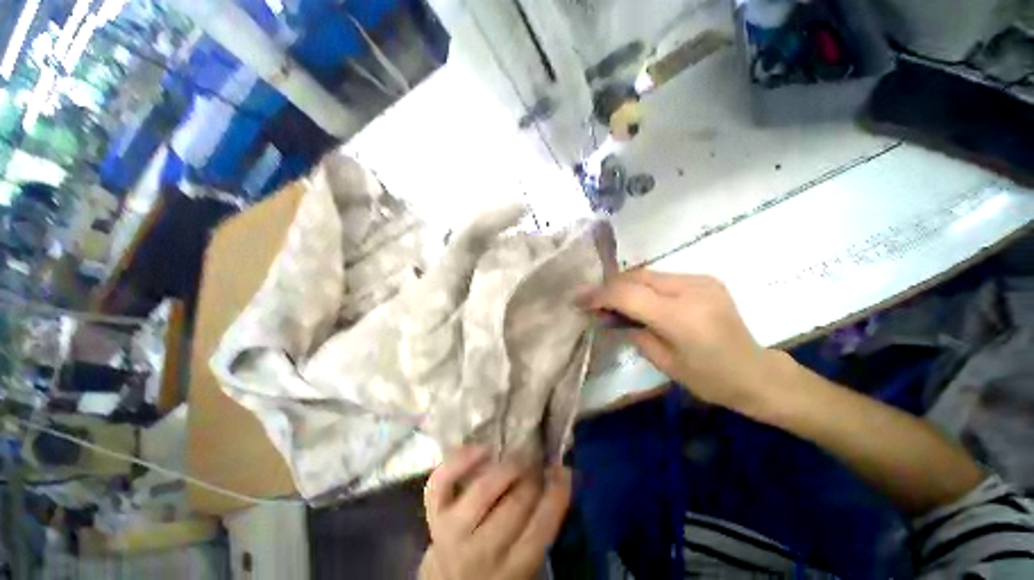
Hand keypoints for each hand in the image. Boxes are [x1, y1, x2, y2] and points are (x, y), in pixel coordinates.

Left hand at [420, 447, 571, 579]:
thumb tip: (561, 475)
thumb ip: (541, 523)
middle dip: (532, 478)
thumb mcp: (524, 557)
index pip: (541, 528)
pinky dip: (462, 459)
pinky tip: (484, 449)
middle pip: (515, 505)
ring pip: (483, 491)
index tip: (563, 470)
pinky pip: (443, 481)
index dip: (557, 493)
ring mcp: (453, 532)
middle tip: (537, 465)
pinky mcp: (434, 514)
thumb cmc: (497, 566)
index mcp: (512, 570)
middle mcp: (481, 555)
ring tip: (518, 458)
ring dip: (506, 468)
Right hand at [586, 270, 782, 416]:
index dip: (599, 295)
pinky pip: (662, 277)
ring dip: (625, 286)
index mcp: (681, 316)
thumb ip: (633, 331)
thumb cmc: (709, 379)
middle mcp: (691, 289)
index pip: (627, 294)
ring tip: (612, 302)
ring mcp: (701, 280)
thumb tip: (609, 315)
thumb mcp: (663, 361)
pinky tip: (638, 300)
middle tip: (593, 302)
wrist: (756, 373)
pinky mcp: (705, 279)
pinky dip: (643, 286)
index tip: (578, 300)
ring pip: (647, 274)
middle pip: (636, 277)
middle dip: (610, 288)